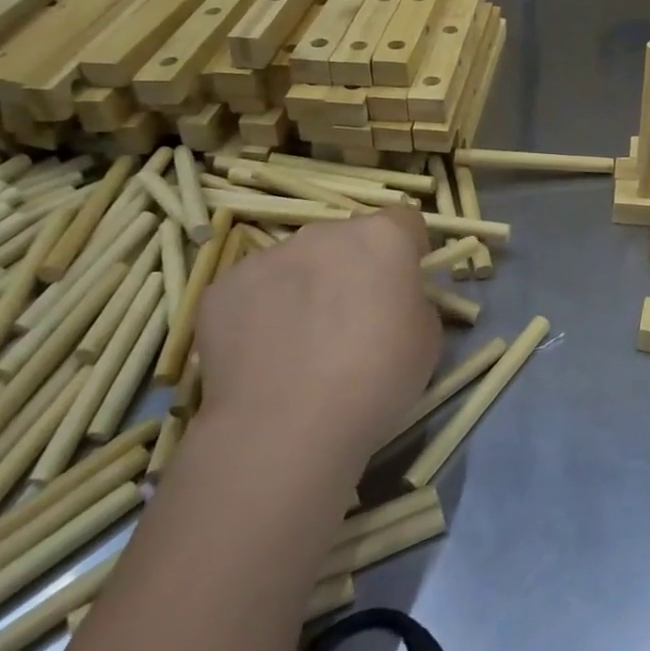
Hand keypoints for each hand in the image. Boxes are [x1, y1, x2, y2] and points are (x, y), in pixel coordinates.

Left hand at [194, 209, 439, 467]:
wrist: (286, 428)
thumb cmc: (376, 378)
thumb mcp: (427, 338)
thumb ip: (413, 302)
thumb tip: (393, 301)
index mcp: (382, 237)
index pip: (404, 222)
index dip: (408, 251)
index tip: (405, 285)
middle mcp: (324, 233)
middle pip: (346, 241)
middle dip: (352, 269)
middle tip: (352, 321)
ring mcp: (268, 257)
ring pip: (297, 264)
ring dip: (306, 287)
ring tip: (301, 345)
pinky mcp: (222, 288)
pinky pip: (254, 290)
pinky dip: (262, 312)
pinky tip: (265, 355)